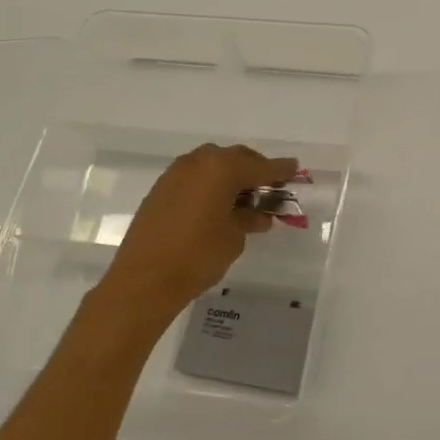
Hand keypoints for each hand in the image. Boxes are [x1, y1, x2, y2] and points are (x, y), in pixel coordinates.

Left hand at [93, 144, 299, 326]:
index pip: (260, 166)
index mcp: (222, 169)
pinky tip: (218, 204)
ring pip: (213, 165)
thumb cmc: (197, 256)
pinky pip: (195, 177)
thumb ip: (249, 219)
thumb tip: (258, 214)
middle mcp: (199, 162)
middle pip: (236, 158)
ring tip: (244, 198)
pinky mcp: (161, 189)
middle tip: (271, 186)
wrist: (143, 280)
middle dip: (255, 170)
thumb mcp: (234, 238)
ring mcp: (176, 173)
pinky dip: (210, 184)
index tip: (296, 169)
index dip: (280, 169)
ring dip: (231, 176)